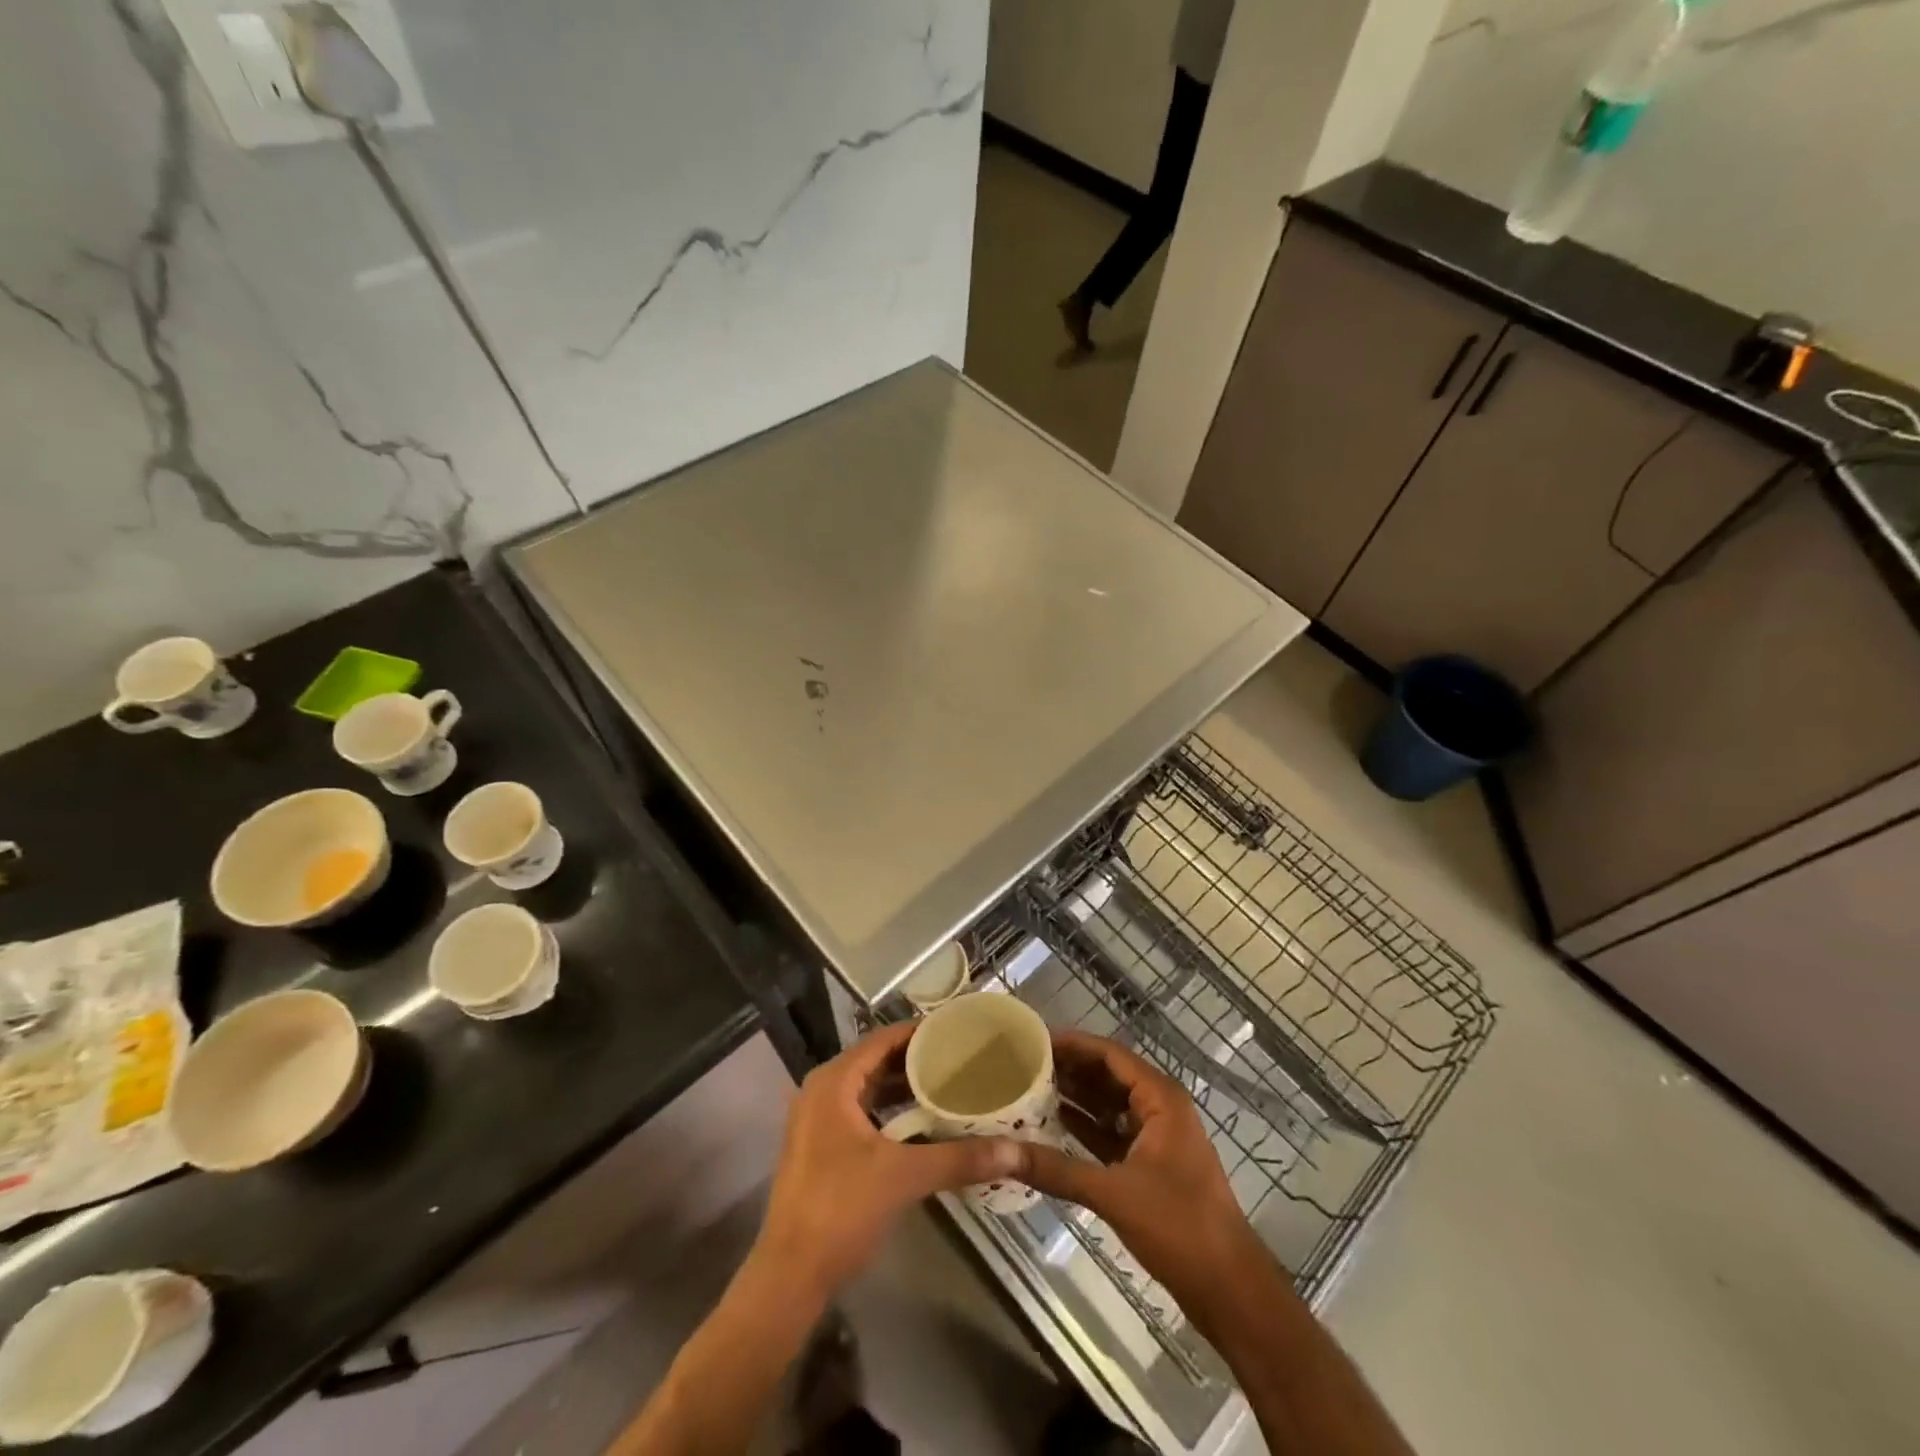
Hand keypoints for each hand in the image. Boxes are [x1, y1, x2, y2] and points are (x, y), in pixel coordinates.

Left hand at [754, 1023, 1022, 1298]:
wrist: (790, 1276)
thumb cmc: (841, 1210)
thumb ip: (958, 1159)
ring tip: (949, 1084)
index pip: (882, 1039)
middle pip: (875, 1061)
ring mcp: (817, 1120)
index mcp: (834, 1082)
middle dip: (916, 1060)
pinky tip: (922, 1123)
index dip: (919, 1032)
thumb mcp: (904, 1177)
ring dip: (904, 1087)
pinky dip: (890, 1111)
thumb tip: (1014, 1150)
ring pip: (868, 1089)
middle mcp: (822, 1091)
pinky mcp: (820, 1147)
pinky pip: (861, 1112)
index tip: (957, 1030)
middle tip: (961, 1057)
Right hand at [1014, 1030, 1266, 1317]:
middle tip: (1023, 1063)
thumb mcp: (1113, 1193)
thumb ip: (1056, 1170)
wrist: (1229, 1290)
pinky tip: (1053, 1127)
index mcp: (1161, 1098)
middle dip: (1070, 1069)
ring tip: (1030, 1089)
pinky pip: (1113, 1134)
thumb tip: (999, 1152)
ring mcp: (1158, 1138)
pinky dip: (1086, 1128)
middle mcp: (1160, 1109)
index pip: (1110, 1054)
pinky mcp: (1151, 1166)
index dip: (1073, 1044)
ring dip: (1076, 1098)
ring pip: (1110, 1106)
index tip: (1034, 1039)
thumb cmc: (1180, 1227)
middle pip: (1109, 1075)